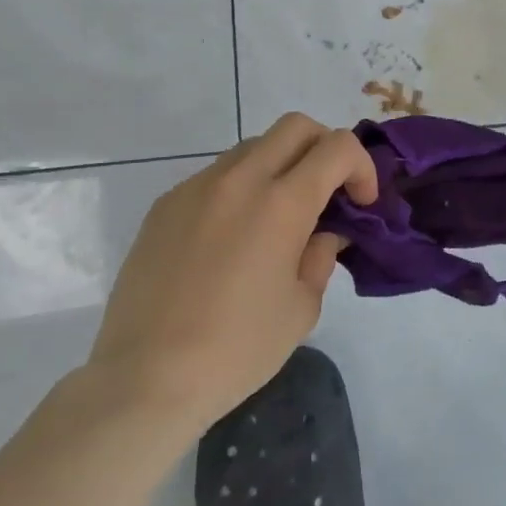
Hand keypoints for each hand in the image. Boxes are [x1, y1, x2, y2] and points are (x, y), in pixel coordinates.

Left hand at [88, 113, 376, 435]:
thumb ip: (320, 256)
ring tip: (278, 216)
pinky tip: (232, 238)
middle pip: (295, 127)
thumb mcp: (301, 307)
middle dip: (324, 148)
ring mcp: (197, 187)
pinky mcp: (165, 205)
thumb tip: (322, 233)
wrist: (144, 379)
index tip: (361, 203)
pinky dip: (240, 189)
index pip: (337, 147)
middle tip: (327, 192)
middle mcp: (240, 180)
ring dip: (280, 165)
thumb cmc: (236, 349)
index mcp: (282, 203)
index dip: (361, 167)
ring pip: (253, 146)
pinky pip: (216, 176)